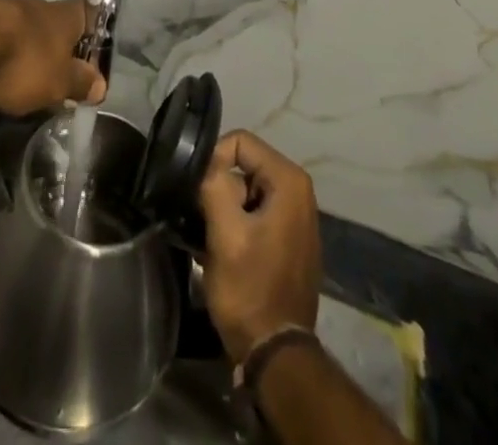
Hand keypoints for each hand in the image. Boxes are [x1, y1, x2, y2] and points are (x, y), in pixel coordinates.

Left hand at [0, 0, 105, 114]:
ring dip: (19, 43)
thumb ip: (78, 83)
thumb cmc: (23, 60)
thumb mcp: (58, 83)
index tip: (92, 46)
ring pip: (17, 24)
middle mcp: (35, 5)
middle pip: (51, 20)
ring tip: (14, 71)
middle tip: (52, 70)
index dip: (92, 28)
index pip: (87, 13)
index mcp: (62, 17)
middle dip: (52, 42)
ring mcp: (1, 5)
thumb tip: (100, 84)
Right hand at [198, 130, 321, 360]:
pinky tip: (222, 247)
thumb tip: (204, 160)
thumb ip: (214, 184)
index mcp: (289, 181)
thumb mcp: (225, 233)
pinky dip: (236, 221)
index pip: (240, 142)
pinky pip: (255, 210)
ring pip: (246, 188)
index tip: (198, 192)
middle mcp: (299, 190)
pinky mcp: (289, 237)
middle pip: (244, 164)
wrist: (275, 355)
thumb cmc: (250, 290)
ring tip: (210, 235)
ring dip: (224, 206)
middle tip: (202, 217)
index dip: (213, 160)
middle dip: (219, 186)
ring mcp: (296, 215)